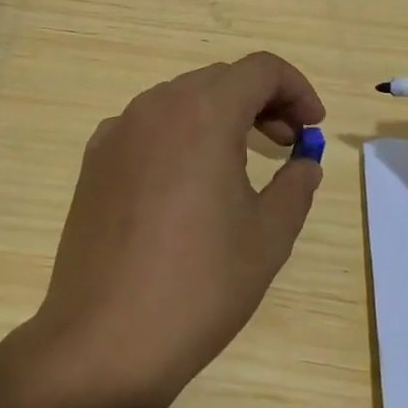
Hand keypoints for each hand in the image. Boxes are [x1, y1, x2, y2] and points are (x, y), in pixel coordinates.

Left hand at [21, 52, 325, 407]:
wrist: (106, 338)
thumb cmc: (200, 284)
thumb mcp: (268, 235)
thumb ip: (295, 185)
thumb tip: (304, 162)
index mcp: (203, 112)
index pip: (260, 69)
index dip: (296, 89)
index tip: (313, 127)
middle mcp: (156, 106)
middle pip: (220, 80)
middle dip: (261, 101)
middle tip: (287, 144)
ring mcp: (118, 130)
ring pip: (181, 100)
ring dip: (219, 116)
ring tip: (240, 162)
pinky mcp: (94, 159)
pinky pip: (147, 127)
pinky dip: (179, 135)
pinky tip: (185, 183)